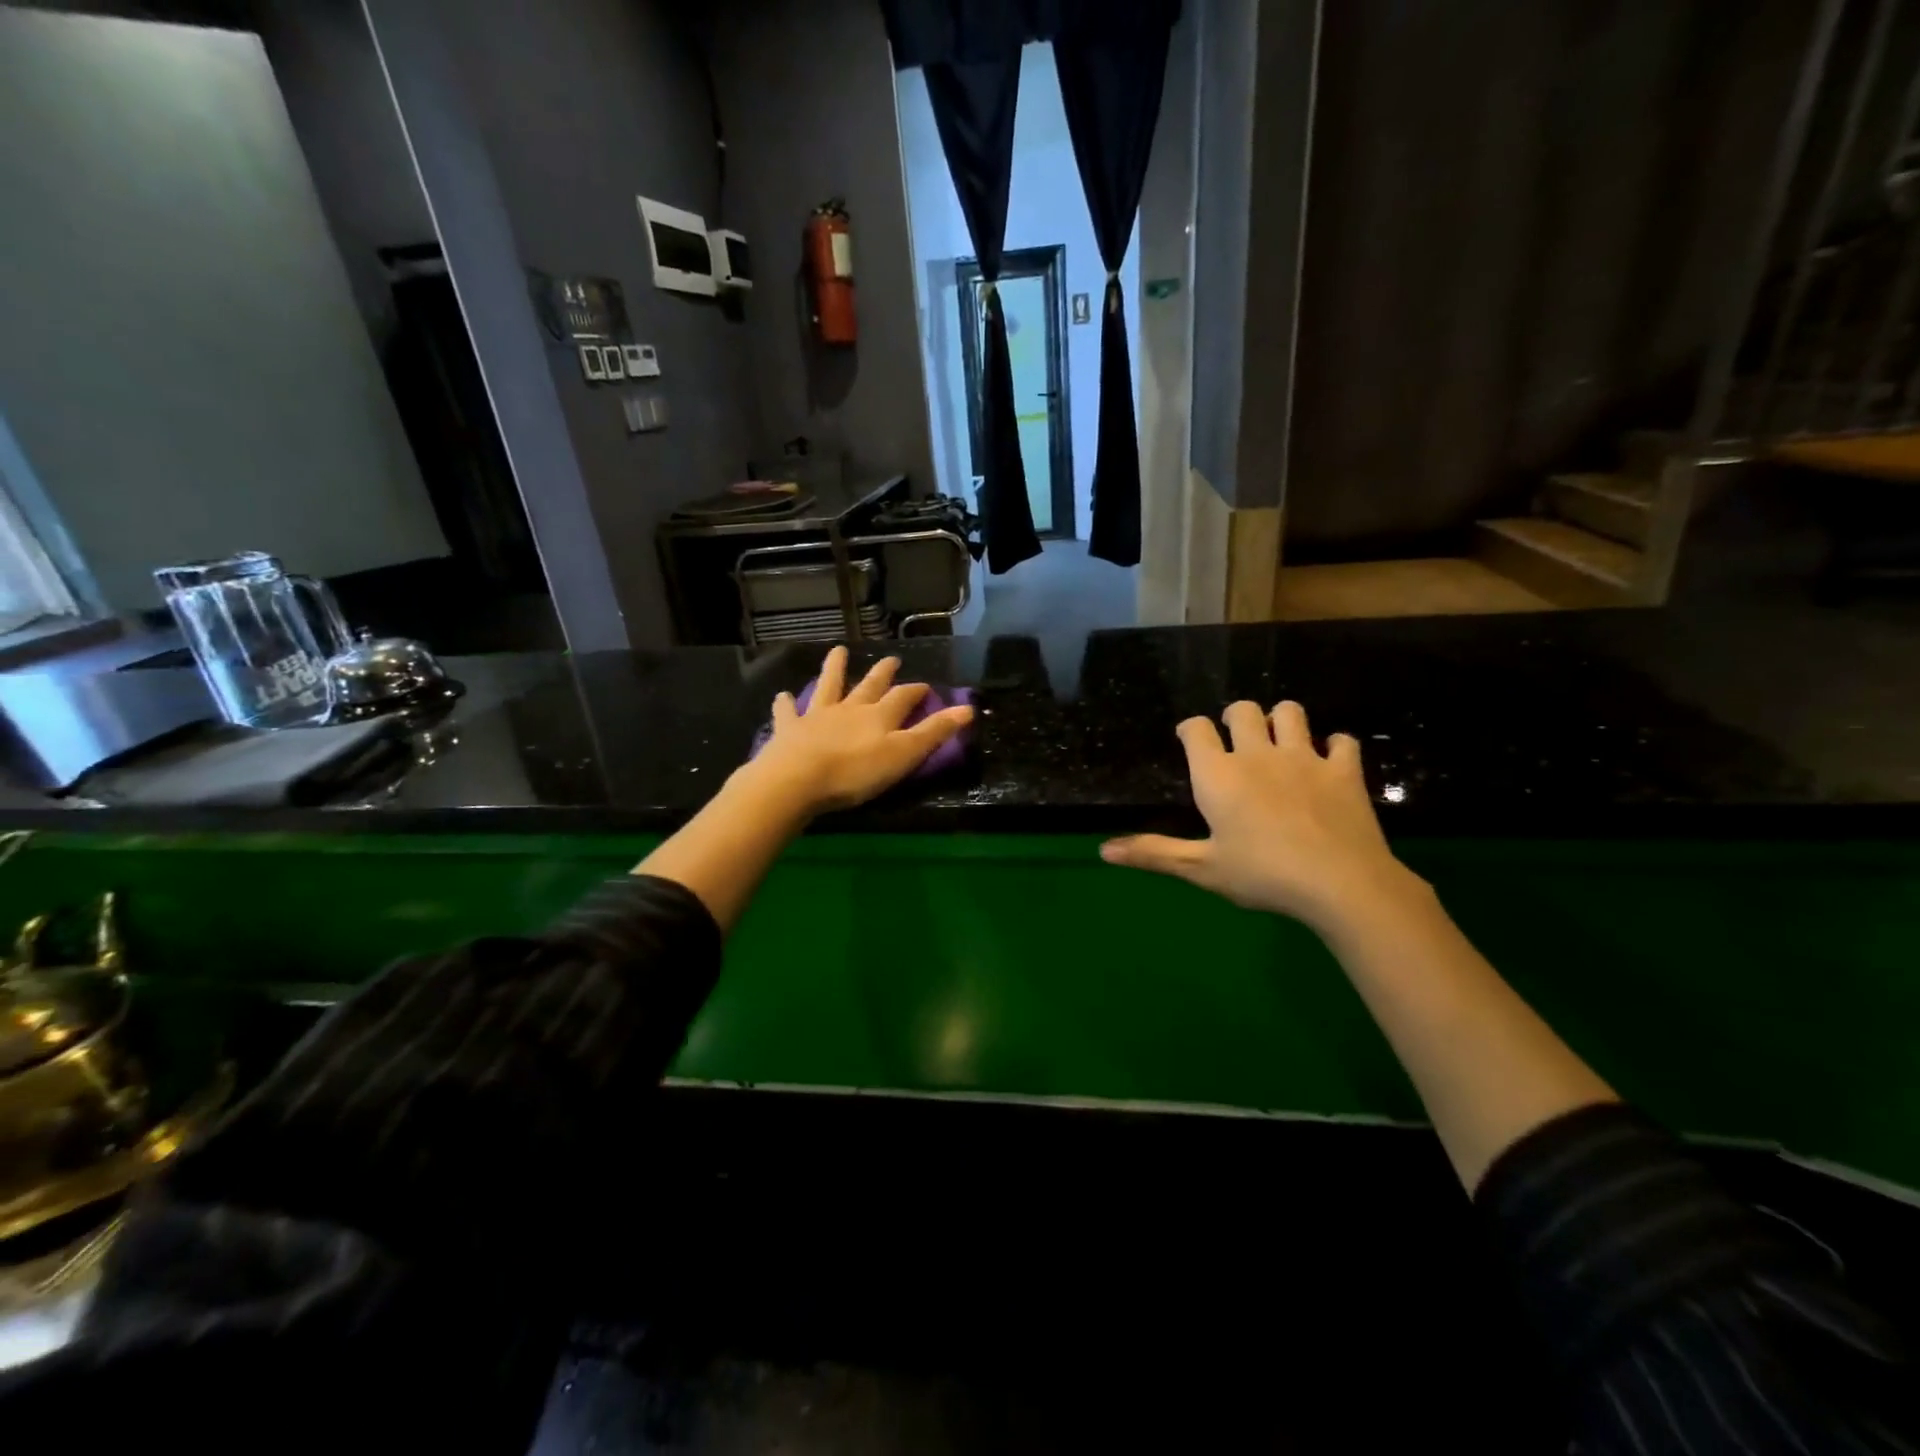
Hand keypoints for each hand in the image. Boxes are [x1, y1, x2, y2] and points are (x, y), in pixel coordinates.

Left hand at [744, 646, 973, 816]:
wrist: (798, 779)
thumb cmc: (856, 772)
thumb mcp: (904, 755)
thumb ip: (933, 732)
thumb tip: (968, 708)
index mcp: (879, 716)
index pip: (903, 697)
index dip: (916, 690)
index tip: (926, 685)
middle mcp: (850, 708)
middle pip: (869, 685)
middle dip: (882, 673)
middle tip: (890, 659)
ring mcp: (818, 716)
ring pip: (829, 686)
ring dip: (834, 668)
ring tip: (838, 651)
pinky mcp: (790, 729)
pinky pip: (788, 712)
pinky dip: (786, 703)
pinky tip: (782, 696)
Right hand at [1100, 700, 1419, 933]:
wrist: (1339, 883)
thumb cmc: (1261, 875)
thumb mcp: (1200, 868)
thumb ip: (1153, 853)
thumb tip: (1103, 850)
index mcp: (1218, 774)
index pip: (1196, 730)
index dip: (1190, 730)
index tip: (1189, 739)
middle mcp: (1257, 754)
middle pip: (1243, 710)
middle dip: (1235, 717)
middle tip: (1235, 738)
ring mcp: (1304, 758)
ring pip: (1291, 712)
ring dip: (1281, 720)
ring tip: (1279, 740)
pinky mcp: (1344, 770)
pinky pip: (1342, 740)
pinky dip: (1334, 746)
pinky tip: (1329, 761)